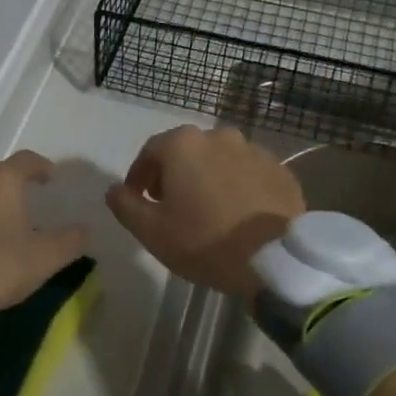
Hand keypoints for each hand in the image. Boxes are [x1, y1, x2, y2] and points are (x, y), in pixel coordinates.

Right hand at [105, 125, 303, 297]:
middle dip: (174, 174)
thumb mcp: (152, 231)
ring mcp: (254, 150)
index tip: (138, 199)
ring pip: (220, 160)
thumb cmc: (205, 241)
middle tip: (172, 206)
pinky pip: (249, 174)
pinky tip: (239, 214)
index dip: (139, 175)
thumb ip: (125, 205)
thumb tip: (114, 190)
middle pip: (187, 152)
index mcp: (184, 144)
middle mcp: (219, 136)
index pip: (150, 151)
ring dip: (209, 178)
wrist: (275, 259)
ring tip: (208, 211)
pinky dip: (239, 187)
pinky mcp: (280, 170)